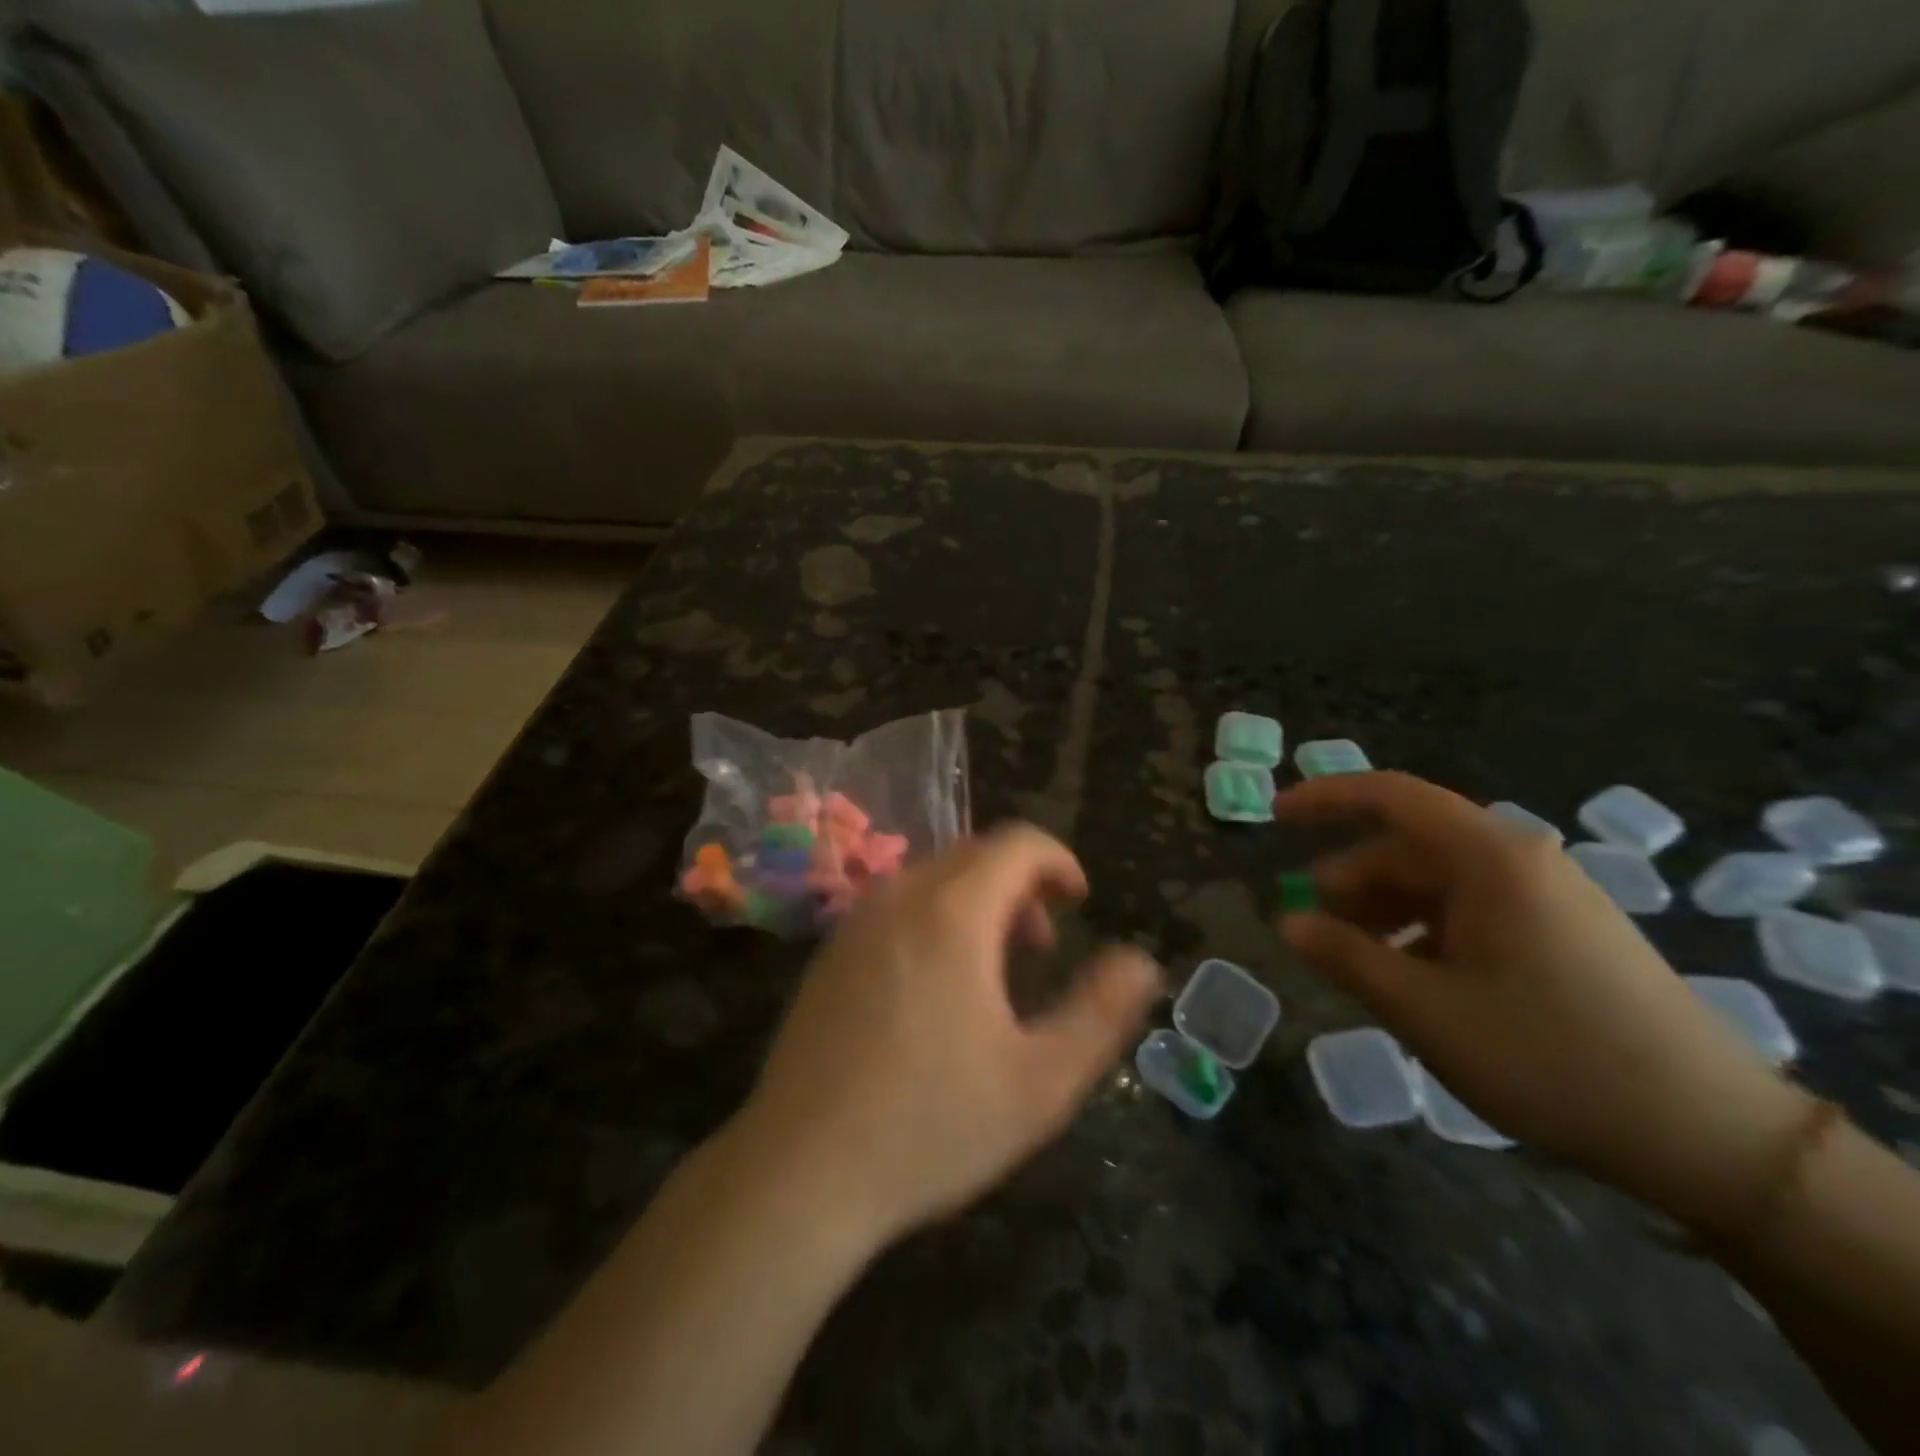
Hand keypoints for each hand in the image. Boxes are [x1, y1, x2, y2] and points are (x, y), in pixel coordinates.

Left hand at [734, 824, 1161, 1248]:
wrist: (799, 1172)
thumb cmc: (931, 1125)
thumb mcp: (1041, 1081)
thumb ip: (1100, 1012)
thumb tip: (1141, 961)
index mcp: (952, 912)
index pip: (1016, 843)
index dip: (1059, 861)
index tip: (1080, 902)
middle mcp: (898, 898)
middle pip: (973, 854)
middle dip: (1021, 885)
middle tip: (1042, 949)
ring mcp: (855, 923)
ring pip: (932, 880)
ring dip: (977, 903)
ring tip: (995, 971)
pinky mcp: (829, 954)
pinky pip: (896, 907)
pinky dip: (934, 919)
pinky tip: (935, 991)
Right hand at [1276, 772, 1814, 1232]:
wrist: (1713, 1137)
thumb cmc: (1551, 1057)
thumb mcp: (1426, 1010)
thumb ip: (1346, 957)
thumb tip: (1288, 921)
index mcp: (1490, 858)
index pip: (1391, 796)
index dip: (1325, 798)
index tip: (1274, 818)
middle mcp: (1519, 860)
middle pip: (1408, 847)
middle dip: (1350, 883)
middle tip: (1312, 932)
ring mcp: (1546, 896)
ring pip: (1437, 883)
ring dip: (1384, 913)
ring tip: (1357, 966)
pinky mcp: (1563, 932)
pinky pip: (1471, 912)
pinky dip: (1425, 933)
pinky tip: (1413, 982)